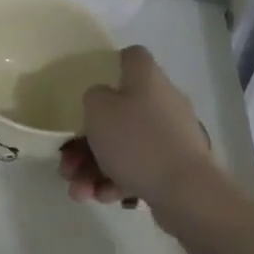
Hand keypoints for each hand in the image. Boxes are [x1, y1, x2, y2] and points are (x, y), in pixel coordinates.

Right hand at [60, 46, 219, 214]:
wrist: (186, 191)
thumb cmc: (137, 141)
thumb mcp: (98, 110)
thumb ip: (92, 97)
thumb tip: (102, 99)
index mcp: (147, 79)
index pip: (131, 57)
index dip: (108, 66)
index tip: (87, 89)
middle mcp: (162, 102)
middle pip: (117, 112)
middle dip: (85, 142)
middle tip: (67, 164)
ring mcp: (169, 137)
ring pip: (122, 146)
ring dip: (94, 168)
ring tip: (79, 192)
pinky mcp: (173, 167)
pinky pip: (137, 168)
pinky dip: (116, 181)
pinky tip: (103, 197)